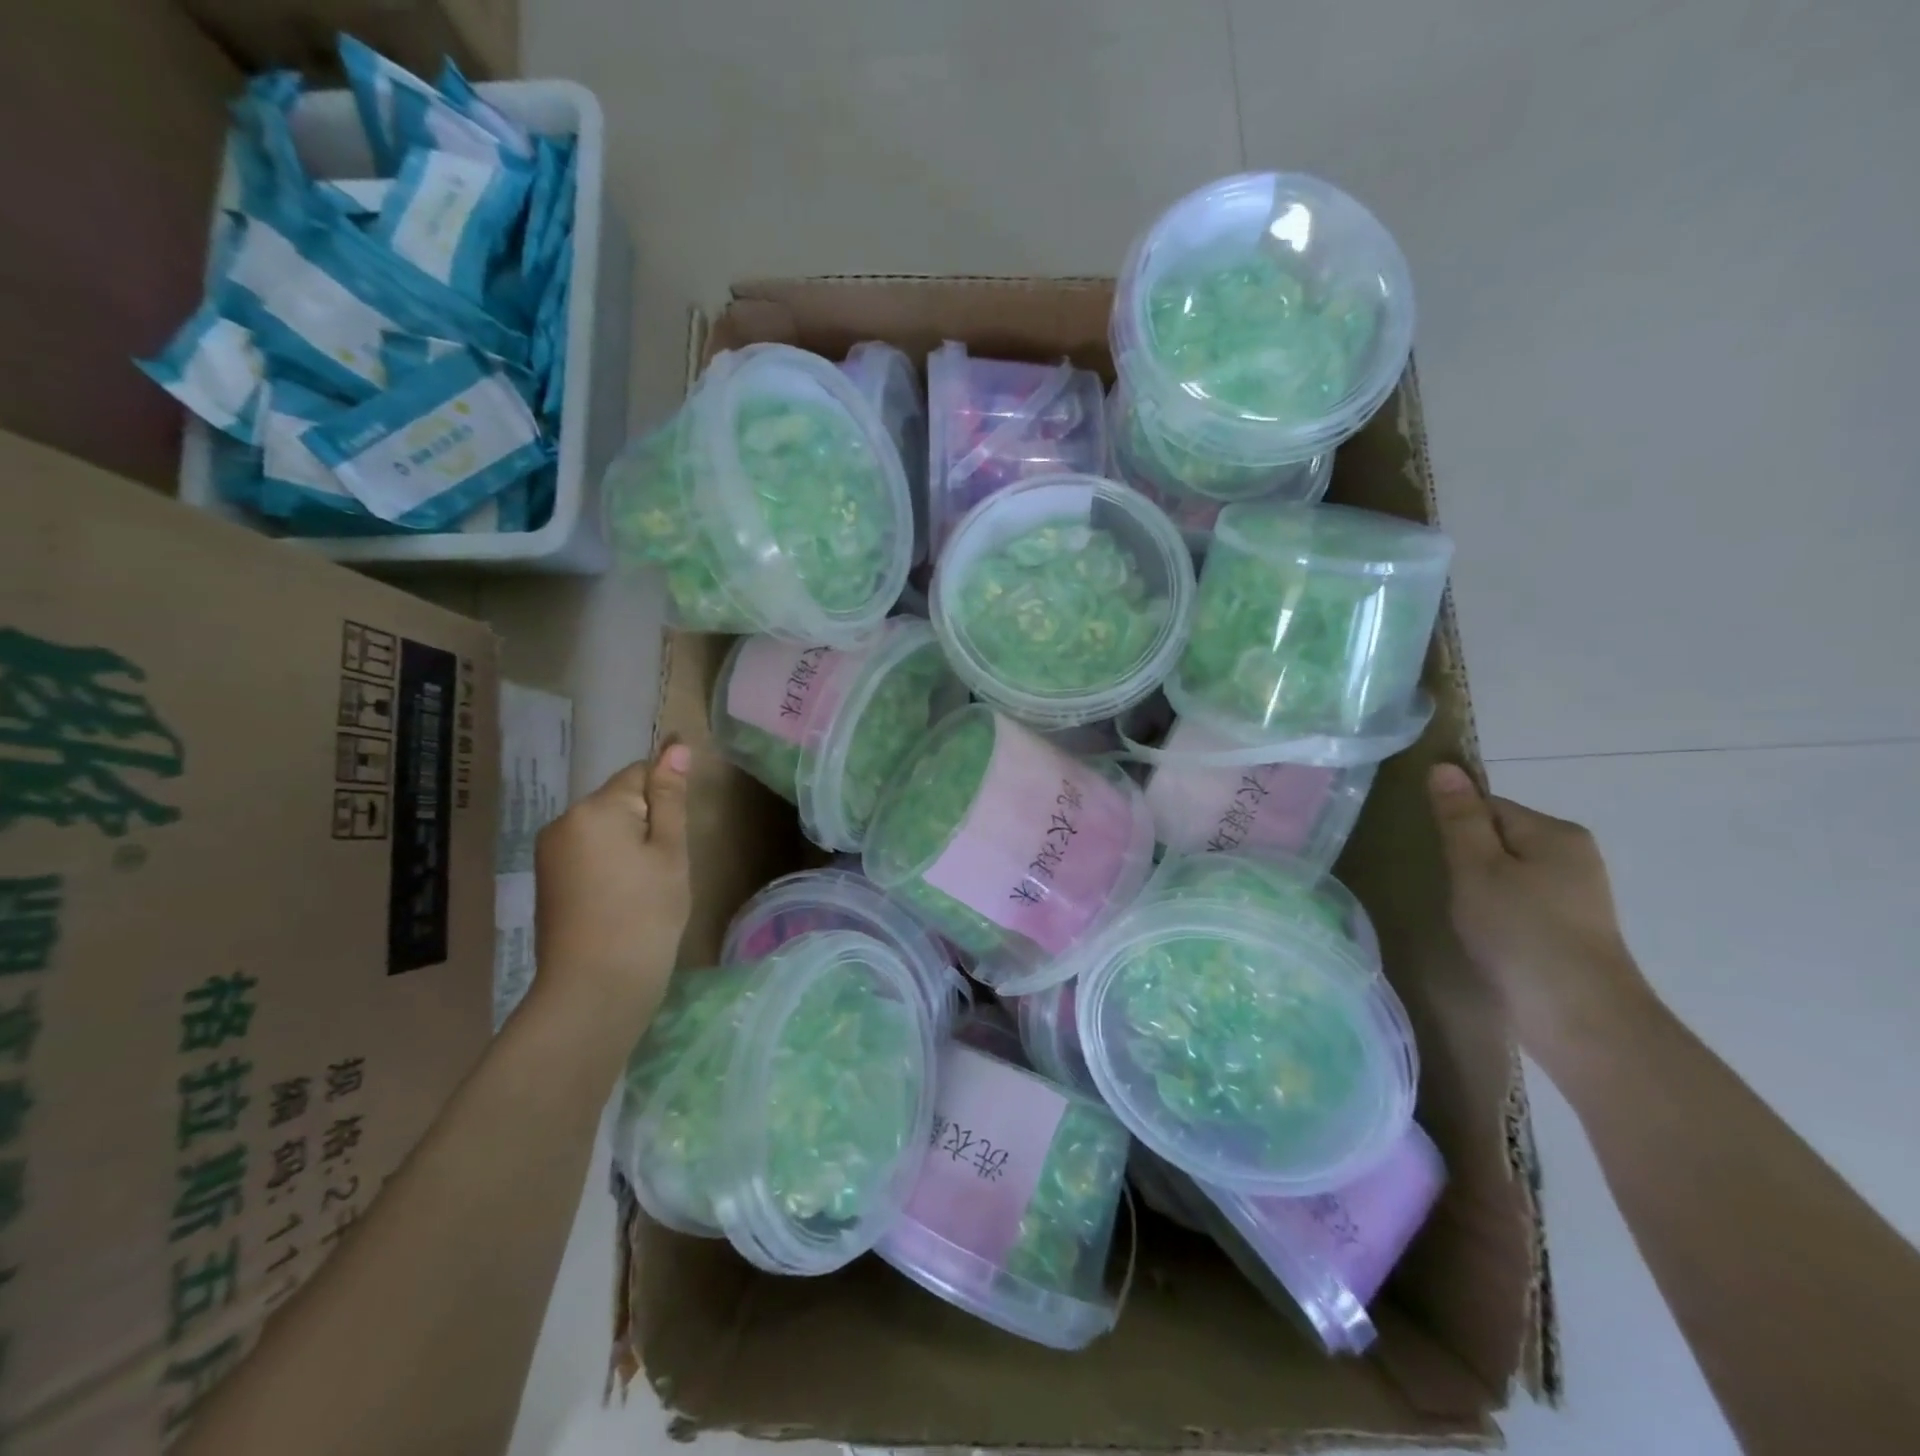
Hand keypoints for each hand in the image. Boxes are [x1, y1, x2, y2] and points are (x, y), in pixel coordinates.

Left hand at [531, 744, 692, 1026]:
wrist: (594, 988)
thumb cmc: (645, 915)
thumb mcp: (669, 852)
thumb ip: (670, 797)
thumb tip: (675, 746)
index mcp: (596, 808)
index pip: (639, 773)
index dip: (666, 798)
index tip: (677, 836)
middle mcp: (564, 820)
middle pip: (619, 801)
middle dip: (646, 823)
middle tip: (664, 870)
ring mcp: (550, 852)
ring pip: (604, 829)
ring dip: (628, 845)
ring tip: (645, 889)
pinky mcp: (547, 879)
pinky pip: (588, 853)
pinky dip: (610, 865)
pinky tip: (622, 900)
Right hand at [1427, 763, 1657, 1070]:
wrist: (1580, 1019)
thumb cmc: (1520, 932)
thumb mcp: (1476, 868)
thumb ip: (1459, 818)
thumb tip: (1444, 768)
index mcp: (1555, 832)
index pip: (1487, 806)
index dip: (1455, 828)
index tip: (1437, 858)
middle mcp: (1574, 856)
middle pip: (1499, 839)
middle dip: (1467, 859)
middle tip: (1447, 889)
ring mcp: (1577, 896)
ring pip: (1508, 874)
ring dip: (1481, 889)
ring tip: (1464, 917)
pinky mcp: (1572, 931)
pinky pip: (1521, 904)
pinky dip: (1498, 914)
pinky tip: (1487, 938)